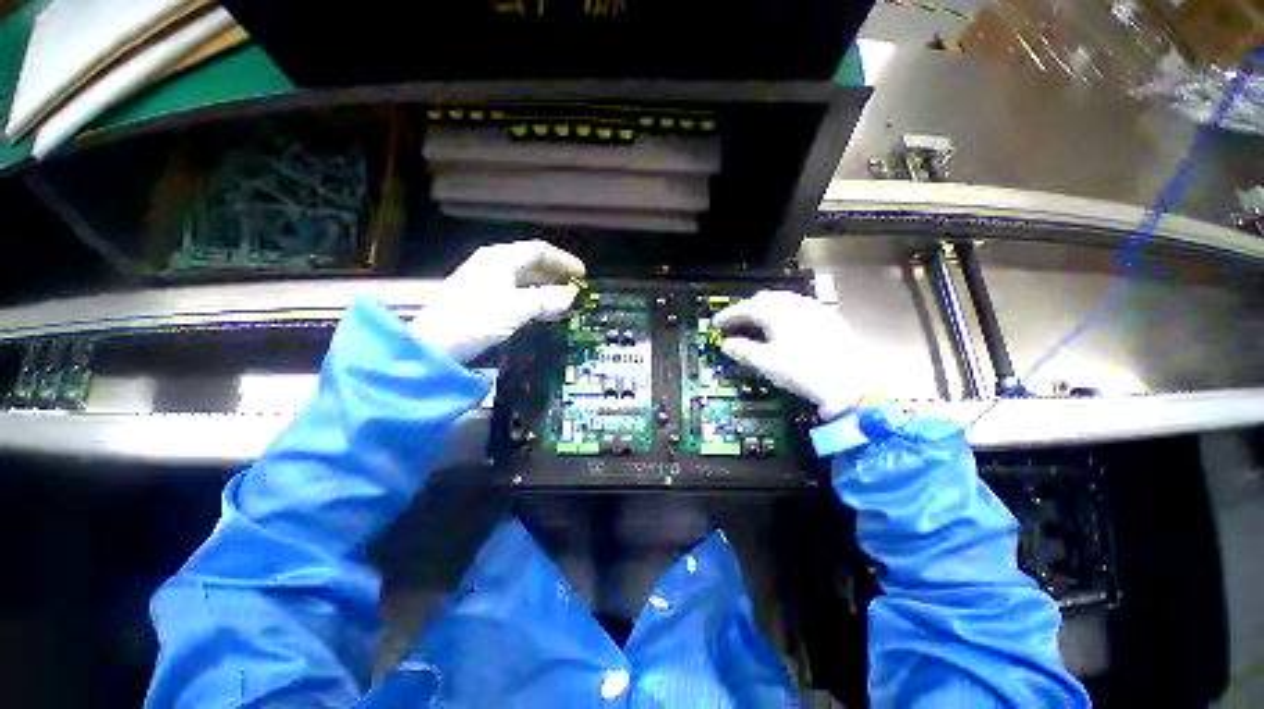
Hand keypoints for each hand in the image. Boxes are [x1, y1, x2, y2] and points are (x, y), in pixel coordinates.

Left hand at [408, 240, 584, 361]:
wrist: (434, 343)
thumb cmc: (476, 319)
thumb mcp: (516, 309)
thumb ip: (545, 300)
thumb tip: (571, 295)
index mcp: (500, 259)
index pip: (539, 250)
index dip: (563, 260)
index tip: (582, 274)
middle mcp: (493, 264)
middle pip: (531, 263)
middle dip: (556, 274)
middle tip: (575, 288)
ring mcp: (486, 281)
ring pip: (524, 279)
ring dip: (546, 289)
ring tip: (564, 301)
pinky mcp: (482, 298)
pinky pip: (515, 293)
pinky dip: (532, 300)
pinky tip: (543, 312)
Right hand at [713, 290, 863, 419]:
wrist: (851, 384)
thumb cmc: (804, 371)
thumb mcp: (767, 363)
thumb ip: (743, 350)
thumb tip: (727, 344)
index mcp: (777, 313)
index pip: (745, 308)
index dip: (727, 315)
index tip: (715, 324)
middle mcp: (795, 305)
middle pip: (763, 299)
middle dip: (745, 309)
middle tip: (733, 323)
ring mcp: (813, 309)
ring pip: (782, 300)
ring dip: (764, 309)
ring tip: (755, 323)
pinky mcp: (827, 318)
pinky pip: (797, 307)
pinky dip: (782, 313)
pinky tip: (782, 326)